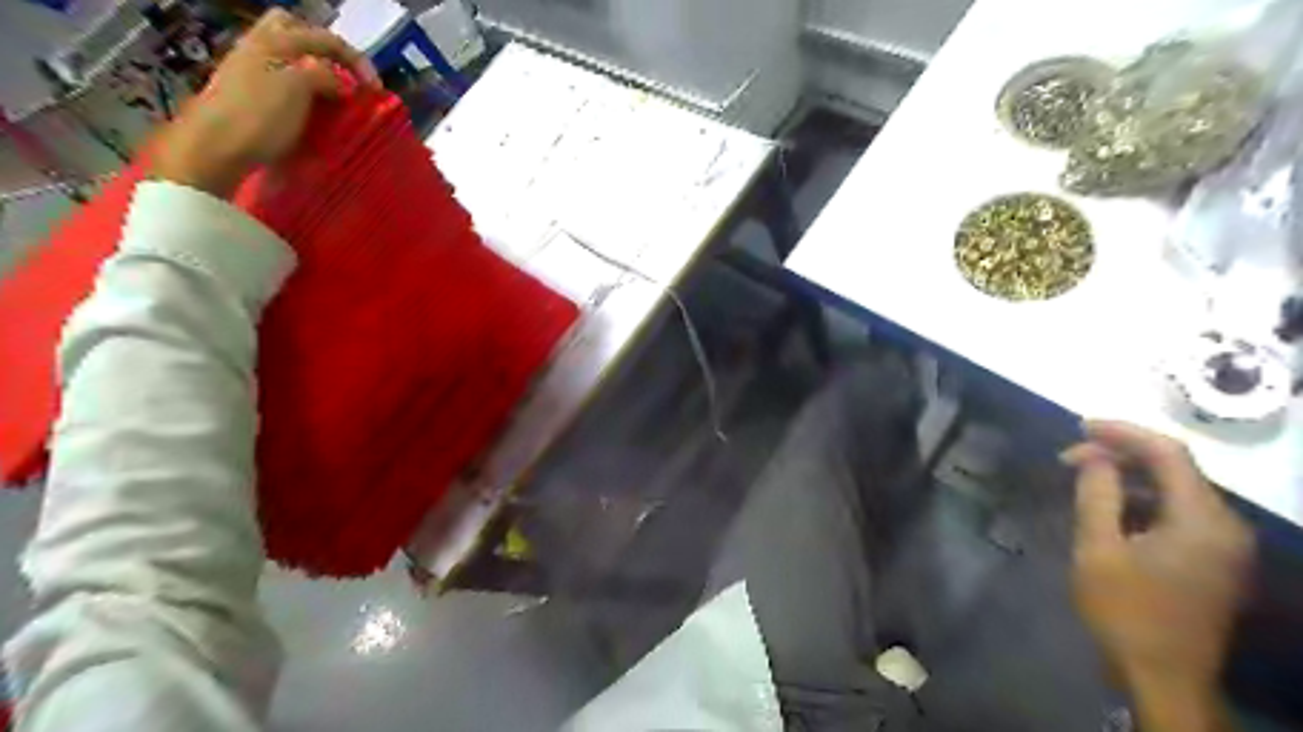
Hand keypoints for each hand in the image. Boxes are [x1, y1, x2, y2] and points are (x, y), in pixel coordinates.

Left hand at [152, 8, 378, 197]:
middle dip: (325, 50)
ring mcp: (249, 70)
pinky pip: (280, 78)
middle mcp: (260, 47)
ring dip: (313, 70)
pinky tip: (311, 110)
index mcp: (274, 41)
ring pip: (288, 55)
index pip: (325, 38)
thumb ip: (323, 75)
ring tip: (332, 96)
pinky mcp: (247, 94)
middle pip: (295, 30)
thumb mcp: (297, 87)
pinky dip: (301, 88)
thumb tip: (339, 82)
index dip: (356, 59)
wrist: (214, 147)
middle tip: (346, 76)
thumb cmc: (258, 115)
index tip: (376, 90)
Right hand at [1062, 420, 1257, 729]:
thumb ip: (1097, 494)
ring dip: (1129, 477)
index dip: (1122, 432)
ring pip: (1175, 491)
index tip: (1079, 426)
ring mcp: (1224, 545)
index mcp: (1202, 520)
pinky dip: (1142, 500)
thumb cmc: (1125, 610)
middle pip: (1175, 469)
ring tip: (1081, 477)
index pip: (1168, 453)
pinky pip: (1178, 514)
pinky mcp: (1214, 561)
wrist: (1163, 676)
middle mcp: (1224, 526)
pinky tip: (1108, 507)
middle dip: (1121, 455)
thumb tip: (1093, 456)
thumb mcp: (1098, 548)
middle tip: (1069, 457)